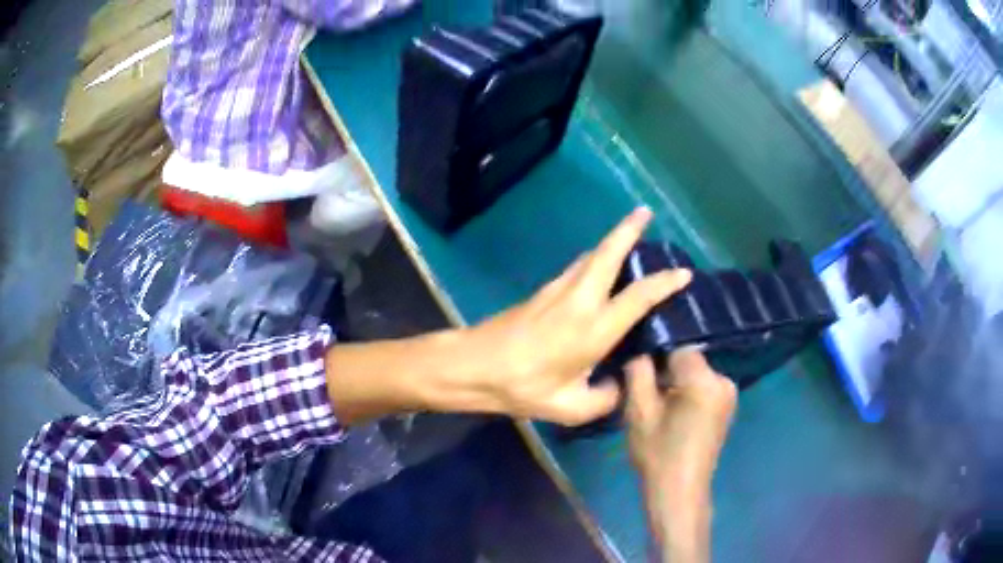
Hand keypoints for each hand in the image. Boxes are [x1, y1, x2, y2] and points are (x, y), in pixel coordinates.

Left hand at [462, 208, 691, 425]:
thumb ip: (605, 398)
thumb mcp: (571, 408)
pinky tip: (597, 268)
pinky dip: (594, 258)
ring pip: (590, 256)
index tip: (683, 273)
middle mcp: (580, 299)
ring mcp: (557, 291)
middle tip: (645, 212)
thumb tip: (618, 385)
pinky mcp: (542, 292)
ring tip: (628, 236)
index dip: (664, 283)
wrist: (474, 367)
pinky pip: (576, 267)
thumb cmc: (523, 387)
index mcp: (594, 328)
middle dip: (629, 229)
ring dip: (611, 241)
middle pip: (609, 252)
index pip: (639, 296)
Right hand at [625, 350, 736, 562]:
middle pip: (688, 360)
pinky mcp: (727, 406)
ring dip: (676, 382)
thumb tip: (640, 350)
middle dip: (667, 370)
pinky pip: (704, 386)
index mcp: (705, 380)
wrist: (679, 491)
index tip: (640, 373)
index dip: (656, 357)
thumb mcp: (639, 412)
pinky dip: (688, 392)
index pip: (679, 348)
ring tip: (659, 405)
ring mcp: (729, 394)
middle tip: (646, 393)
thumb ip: (638, 372)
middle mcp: (724, 381)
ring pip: (695, 373)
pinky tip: (673, 413)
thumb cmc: (657, 453)